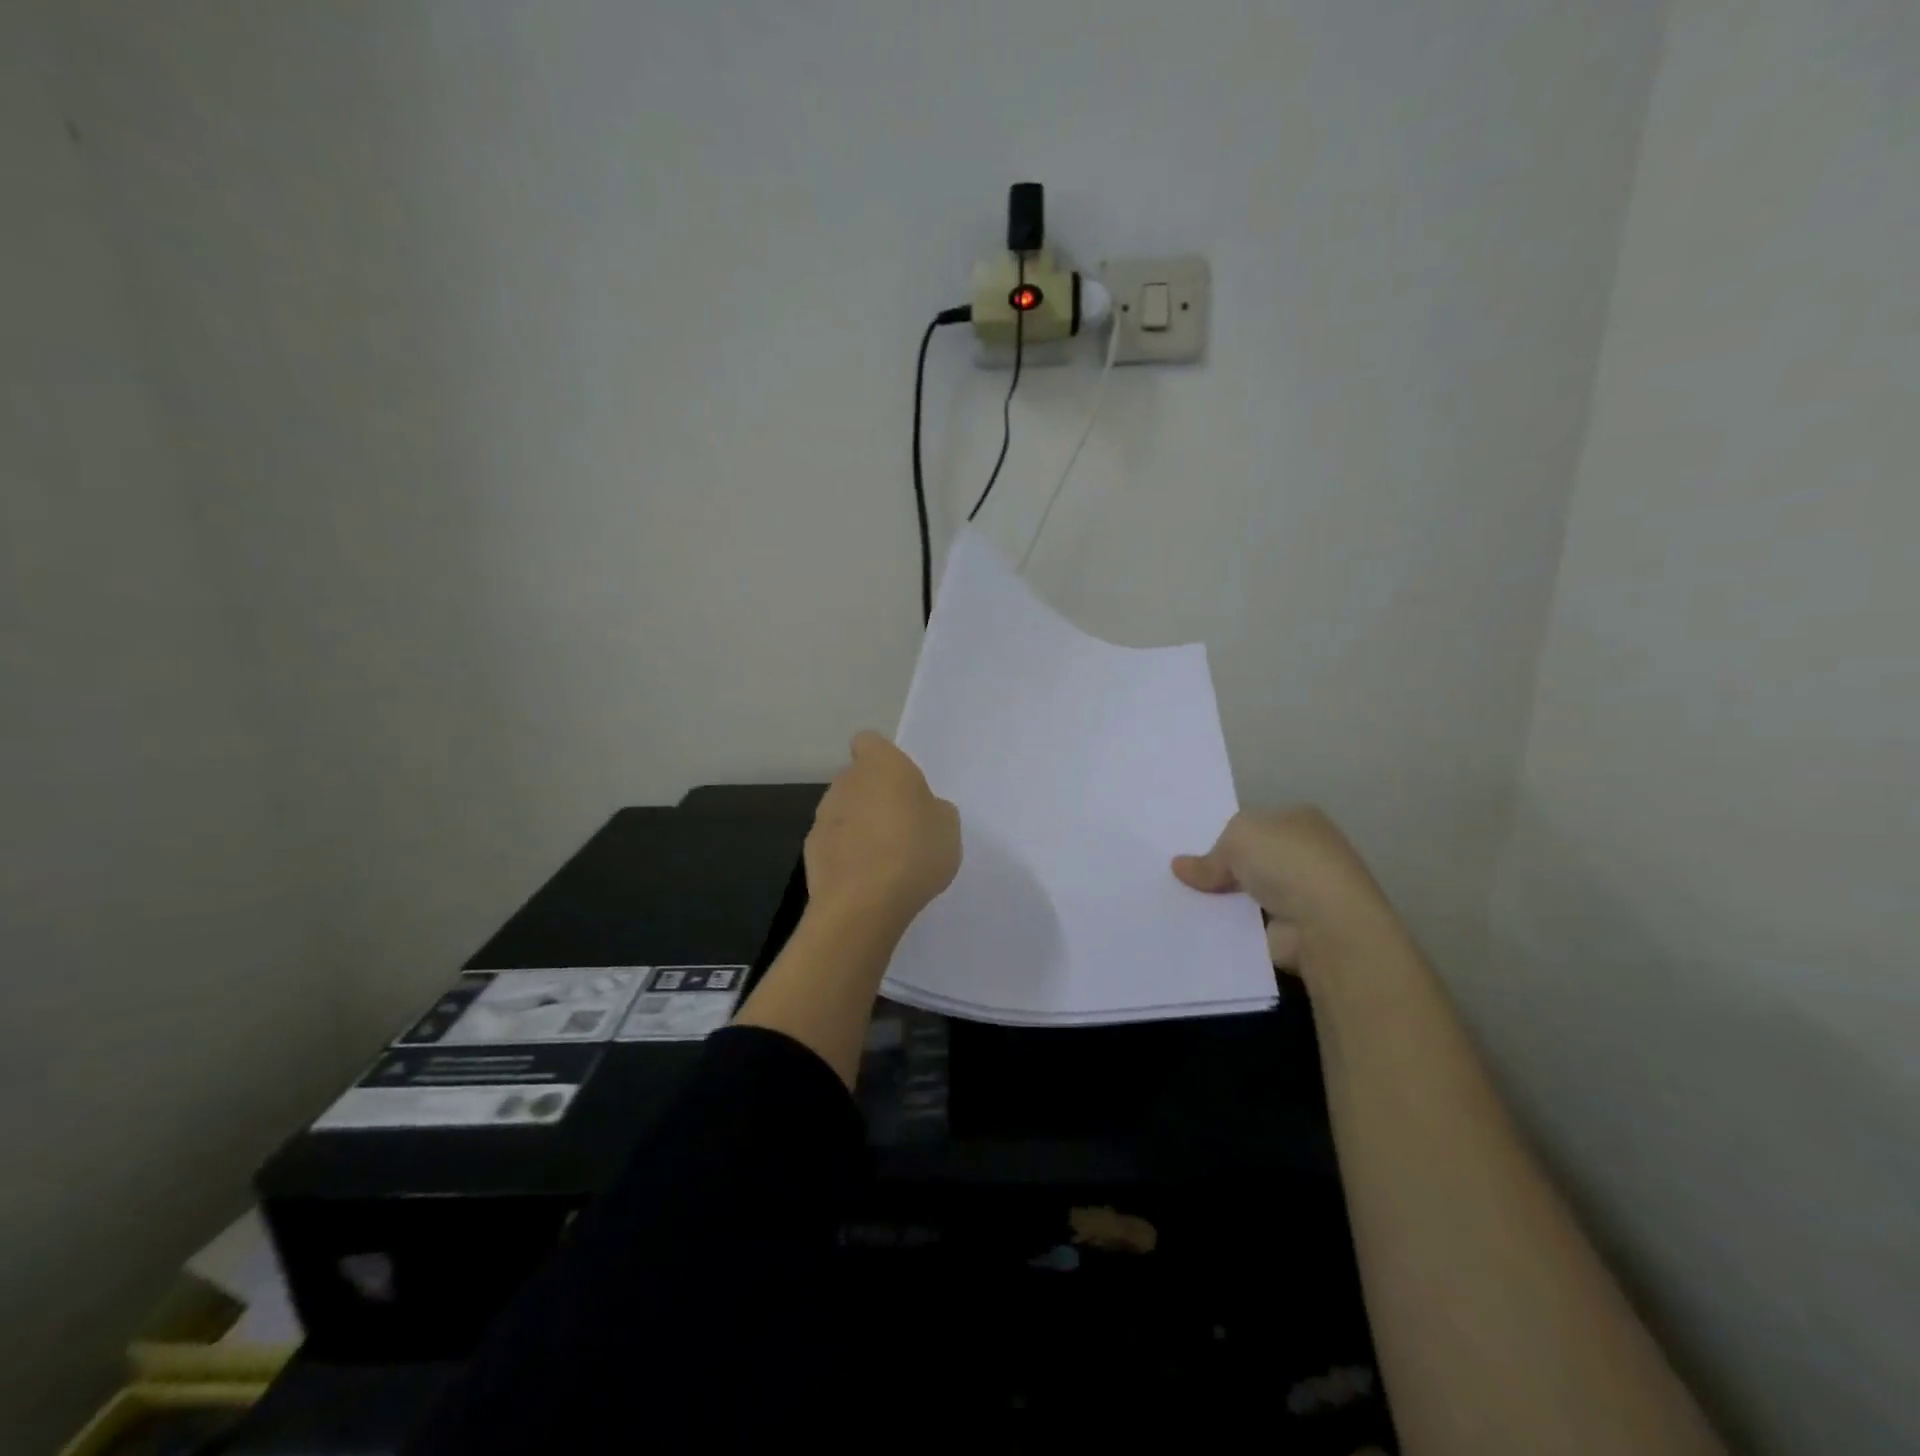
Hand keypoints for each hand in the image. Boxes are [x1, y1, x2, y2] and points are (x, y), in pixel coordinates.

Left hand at [805, 731, 960, 930]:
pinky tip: (865, 880)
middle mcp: (846, 781)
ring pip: (844, 812)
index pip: (870, 742)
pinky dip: (846, 855)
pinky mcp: (811, 850)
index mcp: (881, 765)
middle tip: (901, 826)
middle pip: (857, 779)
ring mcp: (823, 816)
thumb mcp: (948, 827)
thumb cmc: (914, 851)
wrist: (864, 903)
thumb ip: (933, 809)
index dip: (884, 759)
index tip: (901, 784)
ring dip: (859, 827)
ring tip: (885, 860)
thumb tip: (920, 811)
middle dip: (874, 797)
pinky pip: (834, 843)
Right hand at [1172, 807, 1392, 971]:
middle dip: (1222, 868)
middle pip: (1251, 858)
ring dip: (1224, 899)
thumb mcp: (1237, 838)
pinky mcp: (1294, 929)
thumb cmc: (1287, 862)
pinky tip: (1201, 926)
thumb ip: (1209, 856)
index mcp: (1300, 820)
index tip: (1191, 847)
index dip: (1225, 834)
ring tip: (1180, 902)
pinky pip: (1250, 923)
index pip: (1255, 823)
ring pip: (1248, 892)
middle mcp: (1306, 854)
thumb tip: (1180, 867)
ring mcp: (1303, 894)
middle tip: (1180, 876)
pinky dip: (1231, 926)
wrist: (1326, 924)